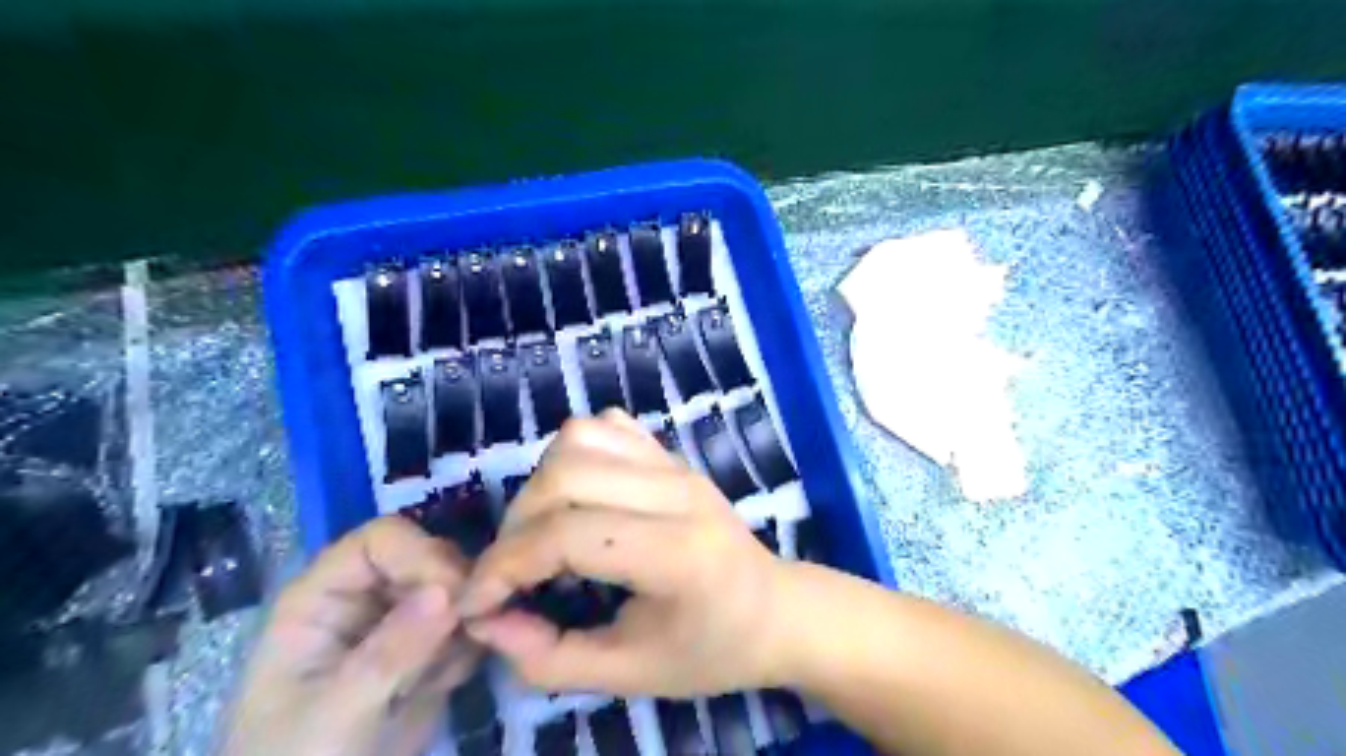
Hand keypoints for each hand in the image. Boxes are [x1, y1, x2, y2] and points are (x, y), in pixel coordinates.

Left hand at [219, 514, 475, 755]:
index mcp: (323, 594)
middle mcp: (365, 596)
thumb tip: (447, 591)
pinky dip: (469, 648)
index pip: (382, 539)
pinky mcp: (427, 648)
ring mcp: (399, 622)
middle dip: (455, 591)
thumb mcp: (336, 711)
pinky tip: (444, 685)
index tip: (455, 594)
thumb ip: (390, 652)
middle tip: (470, 631)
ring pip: (456, 589)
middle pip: (428, 555)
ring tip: (442, 675)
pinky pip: (466, 624)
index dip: (421, 554)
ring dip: (464, 624)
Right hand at [457, 414, 790, 697]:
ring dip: (542, 481)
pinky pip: (608, 427)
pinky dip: (575, 452)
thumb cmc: (710, 649)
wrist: (773, 609)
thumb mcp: (631, 675)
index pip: (569, 534)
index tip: (476, 602)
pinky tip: (579, 495)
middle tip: (511, 570)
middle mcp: (677, 492)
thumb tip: (486, 622)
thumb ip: (551, 657)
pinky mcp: (672, 454)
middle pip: (568, 473)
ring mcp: (677, 465)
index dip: (506, 565)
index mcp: (677, 553)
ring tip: (543, 529)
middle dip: (517, 523)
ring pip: (582, 436)